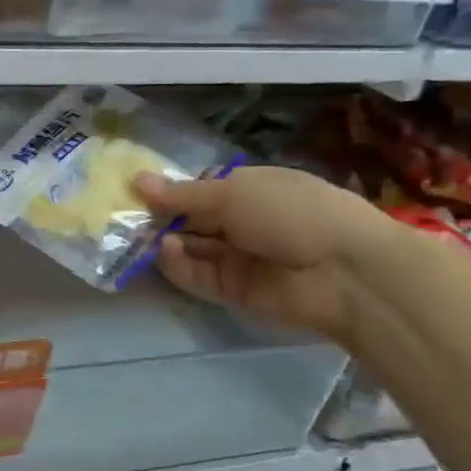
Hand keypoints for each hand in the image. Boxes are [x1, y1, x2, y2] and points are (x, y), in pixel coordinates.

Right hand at [132, 167, 392, 345]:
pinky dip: (178, 264)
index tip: (134, 190)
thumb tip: (137, 180)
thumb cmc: (292, 211)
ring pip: (189, 248)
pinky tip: (165, 251)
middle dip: (159, 217)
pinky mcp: (233, 290)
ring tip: (140, 236)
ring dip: (164, 240)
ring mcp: (238, 257)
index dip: (169, 190)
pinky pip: (196, 275)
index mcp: (250, 188)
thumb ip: (182, 194)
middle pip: (190, 219)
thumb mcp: (234, 191)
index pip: (200, 188)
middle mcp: (242, 221)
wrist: (346, 272)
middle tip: (123, 216)